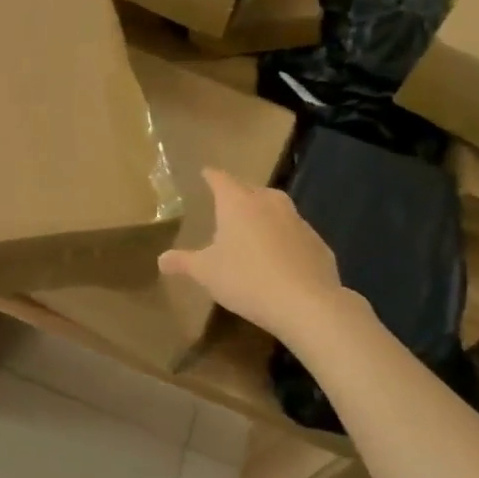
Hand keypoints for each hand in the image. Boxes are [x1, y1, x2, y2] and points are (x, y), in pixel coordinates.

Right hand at [159, 168, 354, 342]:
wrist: (306, 303)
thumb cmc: (246, 279)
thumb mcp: (206, 273)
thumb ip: (183, 262)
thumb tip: (161, 259)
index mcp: (238, 203)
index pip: (220, 179)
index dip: (211, 176)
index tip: (205, 174)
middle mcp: (269, 203)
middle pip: (250, 190)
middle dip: (238, 195)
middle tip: (226, 207)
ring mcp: (297, 221)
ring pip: (276, 210)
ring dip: (264, 216)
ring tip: (253, 233)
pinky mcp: (317, 242)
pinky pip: (295, 234)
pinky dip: (285, 240)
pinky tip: (280, 259)